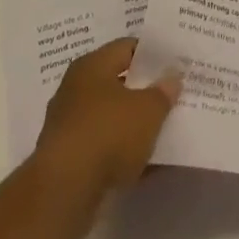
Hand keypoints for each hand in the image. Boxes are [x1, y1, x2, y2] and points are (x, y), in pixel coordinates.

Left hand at [31, 39, 179, 237]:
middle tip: (171, 95)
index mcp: (92, 66)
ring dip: (132, 123)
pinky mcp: (67, 158)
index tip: (174, 64)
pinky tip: (143, 161)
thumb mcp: (148, 110)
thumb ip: (163, 92)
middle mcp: (75, 88)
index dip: (152, 54)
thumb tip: (172, 77)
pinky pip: (102, 145)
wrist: (64, 191)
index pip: (127, 47)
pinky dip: (120, 150)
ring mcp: (68, 124)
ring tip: (161, 129)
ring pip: (109, 116)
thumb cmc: (108, 134)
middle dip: (143, 90)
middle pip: (116, 82)